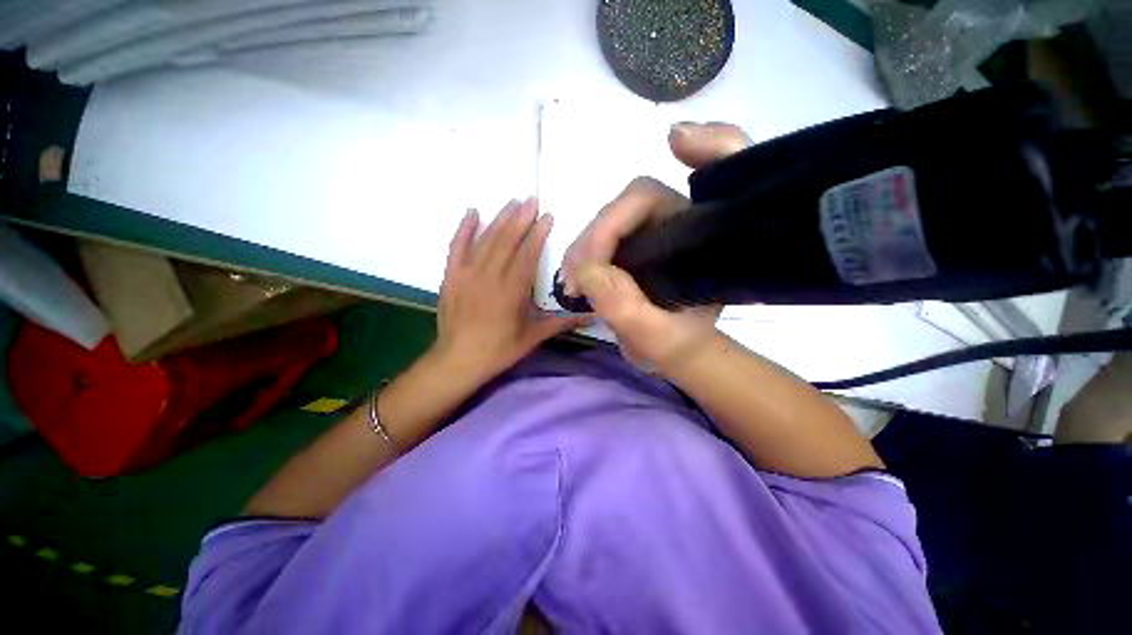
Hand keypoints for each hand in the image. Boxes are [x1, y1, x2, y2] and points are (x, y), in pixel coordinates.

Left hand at [432, 198, 587, 383]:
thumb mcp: (533, 337)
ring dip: (500, 219)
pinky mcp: (451, 276)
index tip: (547, 216)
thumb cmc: (499, 350)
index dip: (538, 234)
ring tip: (512, 202)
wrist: (458, 360)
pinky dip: (464, 228)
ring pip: (486, 239)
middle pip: (507, 240)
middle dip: (520, 218)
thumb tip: (593, 317)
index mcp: (512, 290)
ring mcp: (468, 273)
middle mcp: (491, 275)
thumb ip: (562, 323)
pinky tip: (472, 212)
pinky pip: (456, 247)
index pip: (528, 254)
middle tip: (531, 199)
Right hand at [561, 122, 750, 371]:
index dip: (712, 147)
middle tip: (577, 275)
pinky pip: (603, 233)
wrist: (669, 350)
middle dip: (600, 232)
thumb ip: (627, 309)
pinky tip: (575, 276)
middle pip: (638, 200)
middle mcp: (684, 224)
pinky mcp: (632, 240)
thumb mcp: (657, 339)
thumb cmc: (675, 345)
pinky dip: (583, 251)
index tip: (676, 142)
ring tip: (573, 282)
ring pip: (612, 215)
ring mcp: (654, 229)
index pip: (719, 180)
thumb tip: (589, 271)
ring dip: (585, 244)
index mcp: (709, 242)